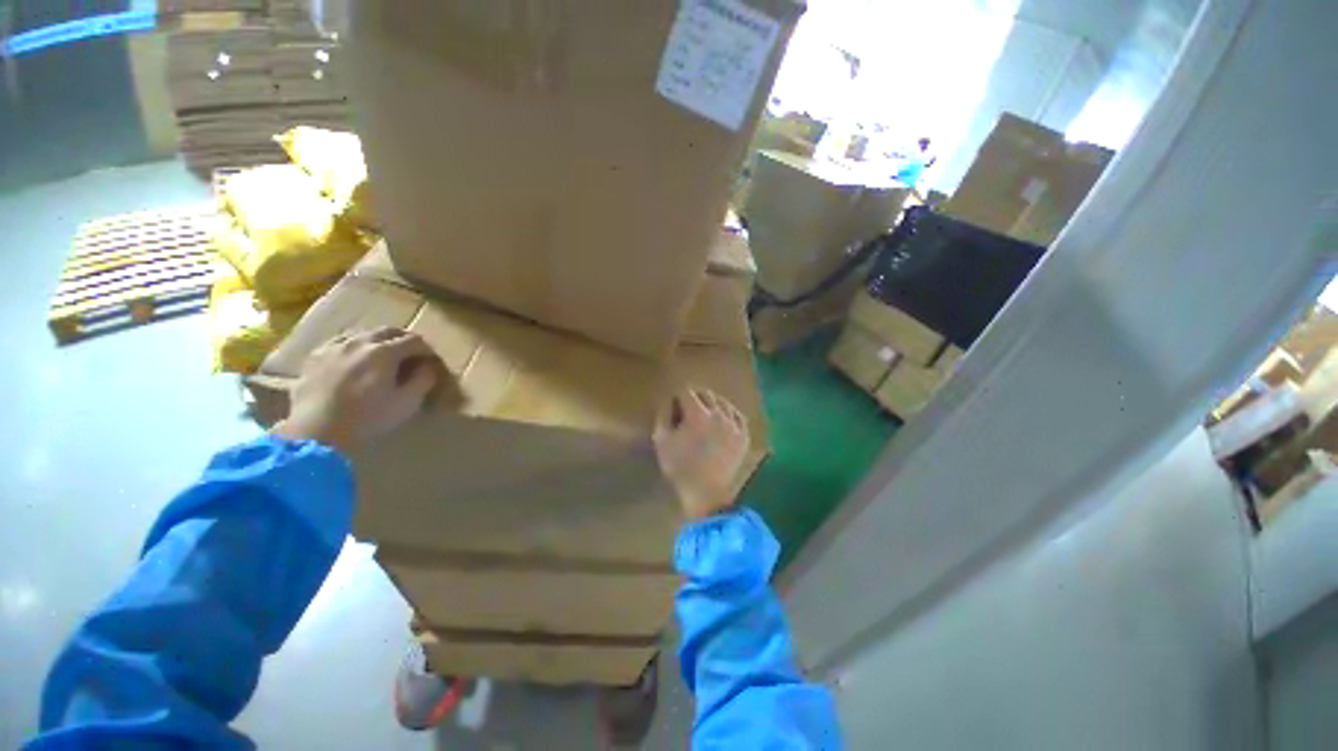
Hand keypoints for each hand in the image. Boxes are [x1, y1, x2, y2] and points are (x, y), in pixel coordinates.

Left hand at [272, 327, 440, 453]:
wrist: (315, 433)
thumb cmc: (367, 419)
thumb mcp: (407, 403)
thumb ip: (423, 380)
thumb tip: (428, 365)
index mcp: (385, 352)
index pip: (415, 340)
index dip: (427, 350)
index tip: (431, 363)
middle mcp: (359, 341)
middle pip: (389, 331)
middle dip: (405, 340)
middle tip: (412, 356)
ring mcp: (334, 346)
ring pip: (363, 333)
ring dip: (379, 341)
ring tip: (384, 358)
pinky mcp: (315, 356)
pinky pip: (341, 342)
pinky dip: (355, 347)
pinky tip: (355, 361)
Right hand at [653, 387, 749, 519]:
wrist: (707, 494)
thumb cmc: (680, 467)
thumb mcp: (661, 440)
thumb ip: (664, 414)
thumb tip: (670, 400)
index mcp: (698, 413)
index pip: (686, 391)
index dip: (677, 399)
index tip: (674, 411)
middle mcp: (719, 413)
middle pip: (706, 393)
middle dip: (694, 399)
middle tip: (687, 414)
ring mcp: (734, 424)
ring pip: (722, 402)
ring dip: (711, 405)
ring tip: (704, 418)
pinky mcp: (744, 436)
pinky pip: (737, 415)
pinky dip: (728, 414)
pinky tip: (722, 421)